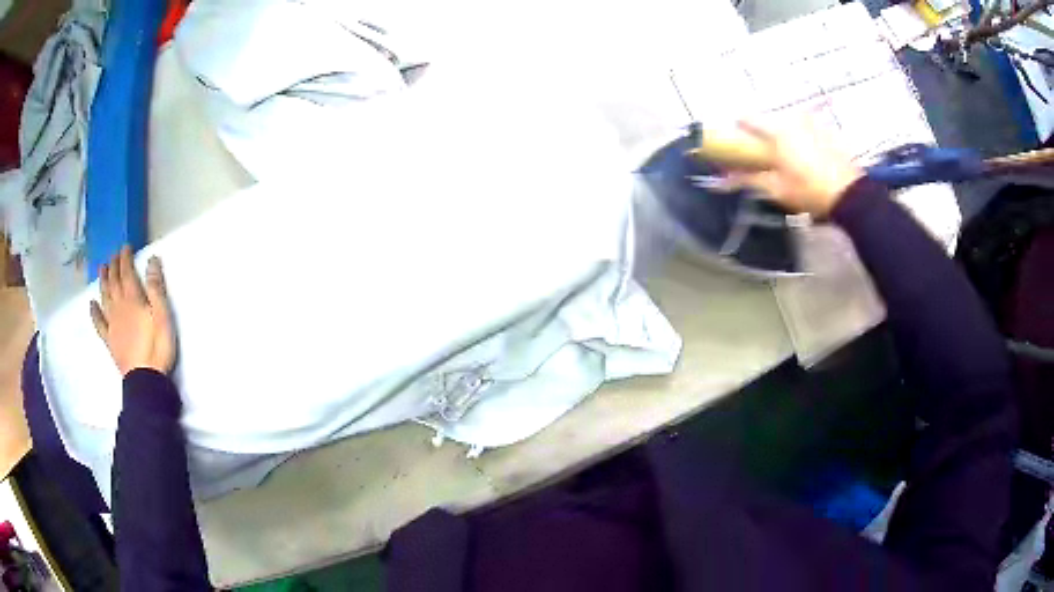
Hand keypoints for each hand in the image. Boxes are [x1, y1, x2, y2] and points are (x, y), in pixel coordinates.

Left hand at [90, 246, 176, 376]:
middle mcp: (119, 307)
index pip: (127, 272)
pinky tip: (92, 304)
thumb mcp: (163, 316)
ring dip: (103, 281)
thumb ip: (156, 288)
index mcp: (133, 299)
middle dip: (113, 266)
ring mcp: (112, 324)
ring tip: (102, 269)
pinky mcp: (109, 339)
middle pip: (114, 282)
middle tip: (113, 254)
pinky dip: (94, 312)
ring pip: (105, 297)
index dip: (125, 258)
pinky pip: (99, 323)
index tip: (126, 246)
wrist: (145, 379)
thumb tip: (151, 260)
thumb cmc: (158, 347)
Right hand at [729, 119, 863, 216]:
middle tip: (766, 152)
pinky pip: (809, 128)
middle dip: (765, 132)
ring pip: (790, 121)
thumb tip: (721, 179)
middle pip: (771, 119)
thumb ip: (749, 179)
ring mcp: (813, 123)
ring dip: (785, 133)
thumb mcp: (776, 189)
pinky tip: (809, 155)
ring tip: (789, 155)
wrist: (850, 195)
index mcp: (776, 131)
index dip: (739, 125)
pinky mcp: (829, 132)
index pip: (749, 118)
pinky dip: (803, 137)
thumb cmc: (809, 191)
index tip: (736, 135)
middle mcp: (793, 120)